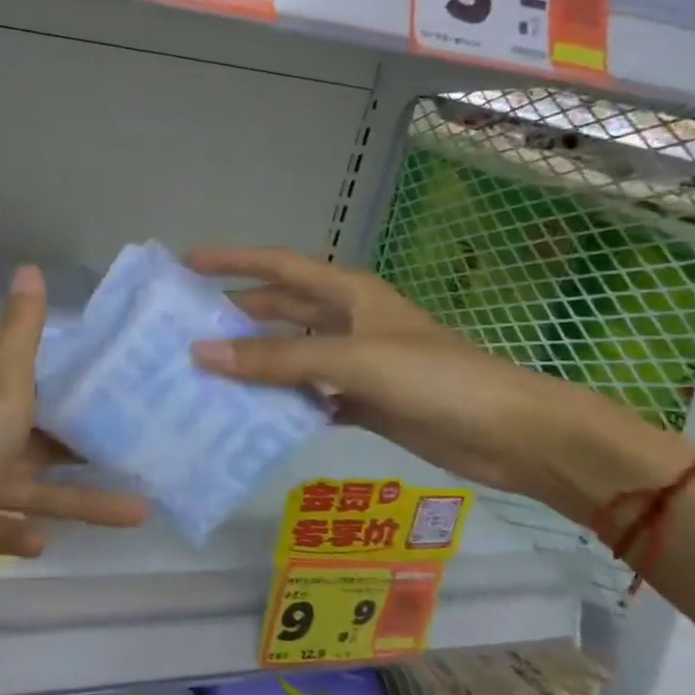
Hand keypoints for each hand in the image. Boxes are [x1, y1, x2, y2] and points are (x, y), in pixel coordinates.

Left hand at [0, 266, 146, 612]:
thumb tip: (31, 265)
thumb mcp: (0, 389)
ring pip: (24, 488)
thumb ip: (21, 335)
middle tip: (132, 455)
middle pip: (32, 440)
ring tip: (134, 512)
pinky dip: (17, 533)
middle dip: (79, 450)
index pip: (27, 387)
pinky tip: (44, 544)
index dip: (67, 390)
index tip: (115, 397)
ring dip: (72, 500)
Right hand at [184, 248, 683, 520]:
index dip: (232, 261)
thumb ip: (279, 359)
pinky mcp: (363, 400)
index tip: (186, 264)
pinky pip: (308, 395)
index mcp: (349, 293)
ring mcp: (356, 362)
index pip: (278, 266)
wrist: (511, 433)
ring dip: (254, 364)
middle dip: (236, 316)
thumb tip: (202, 353)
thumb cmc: (435, 378)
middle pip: (280, 310)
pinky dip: (281, 404)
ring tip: (203, 376)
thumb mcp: (353, 359)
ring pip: (291, 356)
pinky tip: (249, 417)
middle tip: (183, 330)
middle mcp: (348, 321)